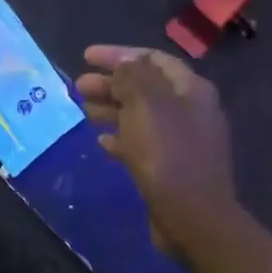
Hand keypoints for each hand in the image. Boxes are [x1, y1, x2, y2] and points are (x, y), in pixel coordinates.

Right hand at [77, 45, 271, 272]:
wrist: (193, 217)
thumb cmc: (167, 152)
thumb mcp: (145, 104)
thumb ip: (131, 76)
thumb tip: (124, 63)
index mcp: (190, 89)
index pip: (151, 58)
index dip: (118, 54)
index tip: (85, 57)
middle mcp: (191, 110)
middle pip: (145, 87)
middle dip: (111, 83)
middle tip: (78, 86)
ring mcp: (184, 141)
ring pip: (142, 115)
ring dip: (112, 109)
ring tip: (83, 110)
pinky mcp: (174, 168)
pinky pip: (144, 144)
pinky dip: (122, 138)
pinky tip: (101, 143)